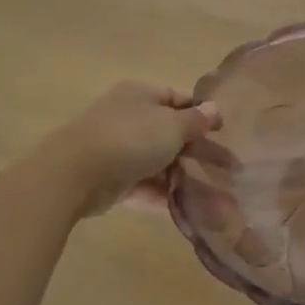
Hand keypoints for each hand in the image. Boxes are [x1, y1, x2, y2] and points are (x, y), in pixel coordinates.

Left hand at [28, 82, 221, 218]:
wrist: (73, 175)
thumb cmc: (130, 139)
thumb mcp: (172, 126)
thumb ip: (196, 121)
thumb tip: (214, 109)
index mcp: (142, 95)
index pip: (180, 100)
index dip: (204, 115)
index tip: (226, 134)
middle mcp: (130, 118)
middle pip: (173, 134)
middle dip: (202, 153)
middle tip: (231, 170)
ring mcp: (119, 149)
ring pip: (161, 162)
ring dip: (188, 179)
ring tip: (218, 199)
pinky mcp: (112, 179)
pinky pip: (146, 185)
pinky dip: (165, 195)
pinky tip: (188, 209)